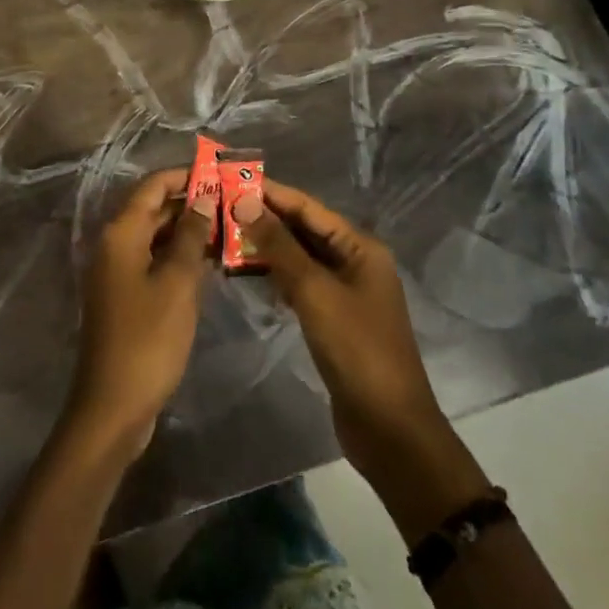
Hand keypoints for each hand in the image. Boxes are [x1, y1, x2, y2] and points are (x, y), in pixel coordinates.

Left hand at [66, 168, 211, 455]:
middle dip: (192, 203)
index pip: (153, 186)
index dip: (185, 175)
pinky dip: (179, 256)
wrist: (113, 406)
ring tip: (231, 229)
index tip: (221, 174)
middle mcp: (115, 244)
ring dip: (189, 231)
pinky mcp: (126, 295)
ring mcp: (118, 271)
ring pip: (157, 236)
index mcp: (121, 233)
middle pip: (154, 208)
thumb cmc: (148, 339)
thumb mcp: (176, 283)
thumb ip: (190, 236)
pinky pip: (155, 260)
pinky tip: (211, 262)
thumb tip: (203, 197)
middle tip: (234, 203)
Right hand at [243, 179, 487, 537]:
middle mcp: (355, 262)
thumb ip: (279, 246)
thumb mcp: (315, 291)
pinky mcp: (334, 318)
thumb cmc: (356, 349)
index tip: (232, 180)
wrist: (388, 428)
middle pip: (304, 230)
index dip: (271, 193)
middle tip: (219, 208)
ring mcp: (345, 291)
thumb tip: (245, 202)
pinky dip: (276, 277)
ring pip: (299, 258)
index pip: (309, 208)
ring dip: (267, 248)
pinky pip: (300, 284)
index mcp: (360, 247)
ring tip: (224, 236)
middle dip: (265, 219)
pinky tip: (247, 274)